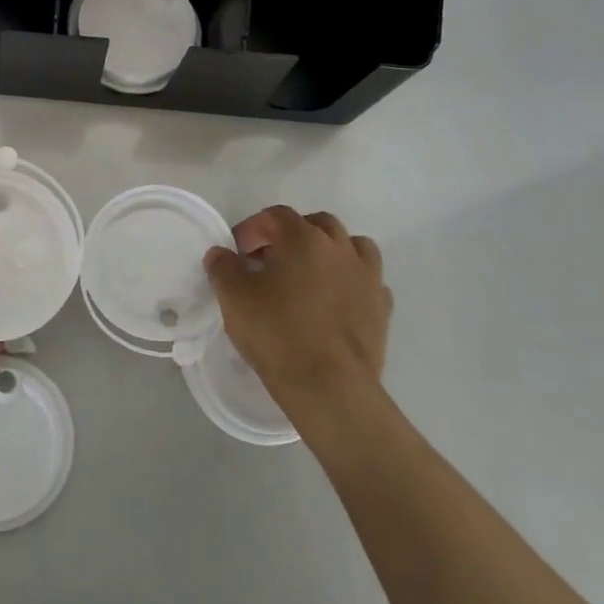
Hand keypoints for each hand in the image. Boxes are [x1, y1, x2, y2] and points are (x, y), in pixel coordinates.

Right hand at [203, 206, 392, 411]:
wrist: (330, 387)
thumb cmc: (277, 333)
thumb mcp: (234, 297)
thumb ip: (223, 267)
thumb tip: (221, 253)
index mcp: (304, 238)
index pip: (276, 216)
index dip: (252, 228)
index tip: (237, 252)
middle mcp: (340, 248)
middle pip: (317, 224)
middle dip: (291, 235)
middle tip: (271, 260)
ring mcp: (368, 276)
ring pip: (352, 246)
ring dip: (329, 252)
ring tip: (309, 275)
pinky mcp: (382, 307)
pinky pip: (367, 280)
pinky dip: (350, 281)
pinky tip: (335, 300)